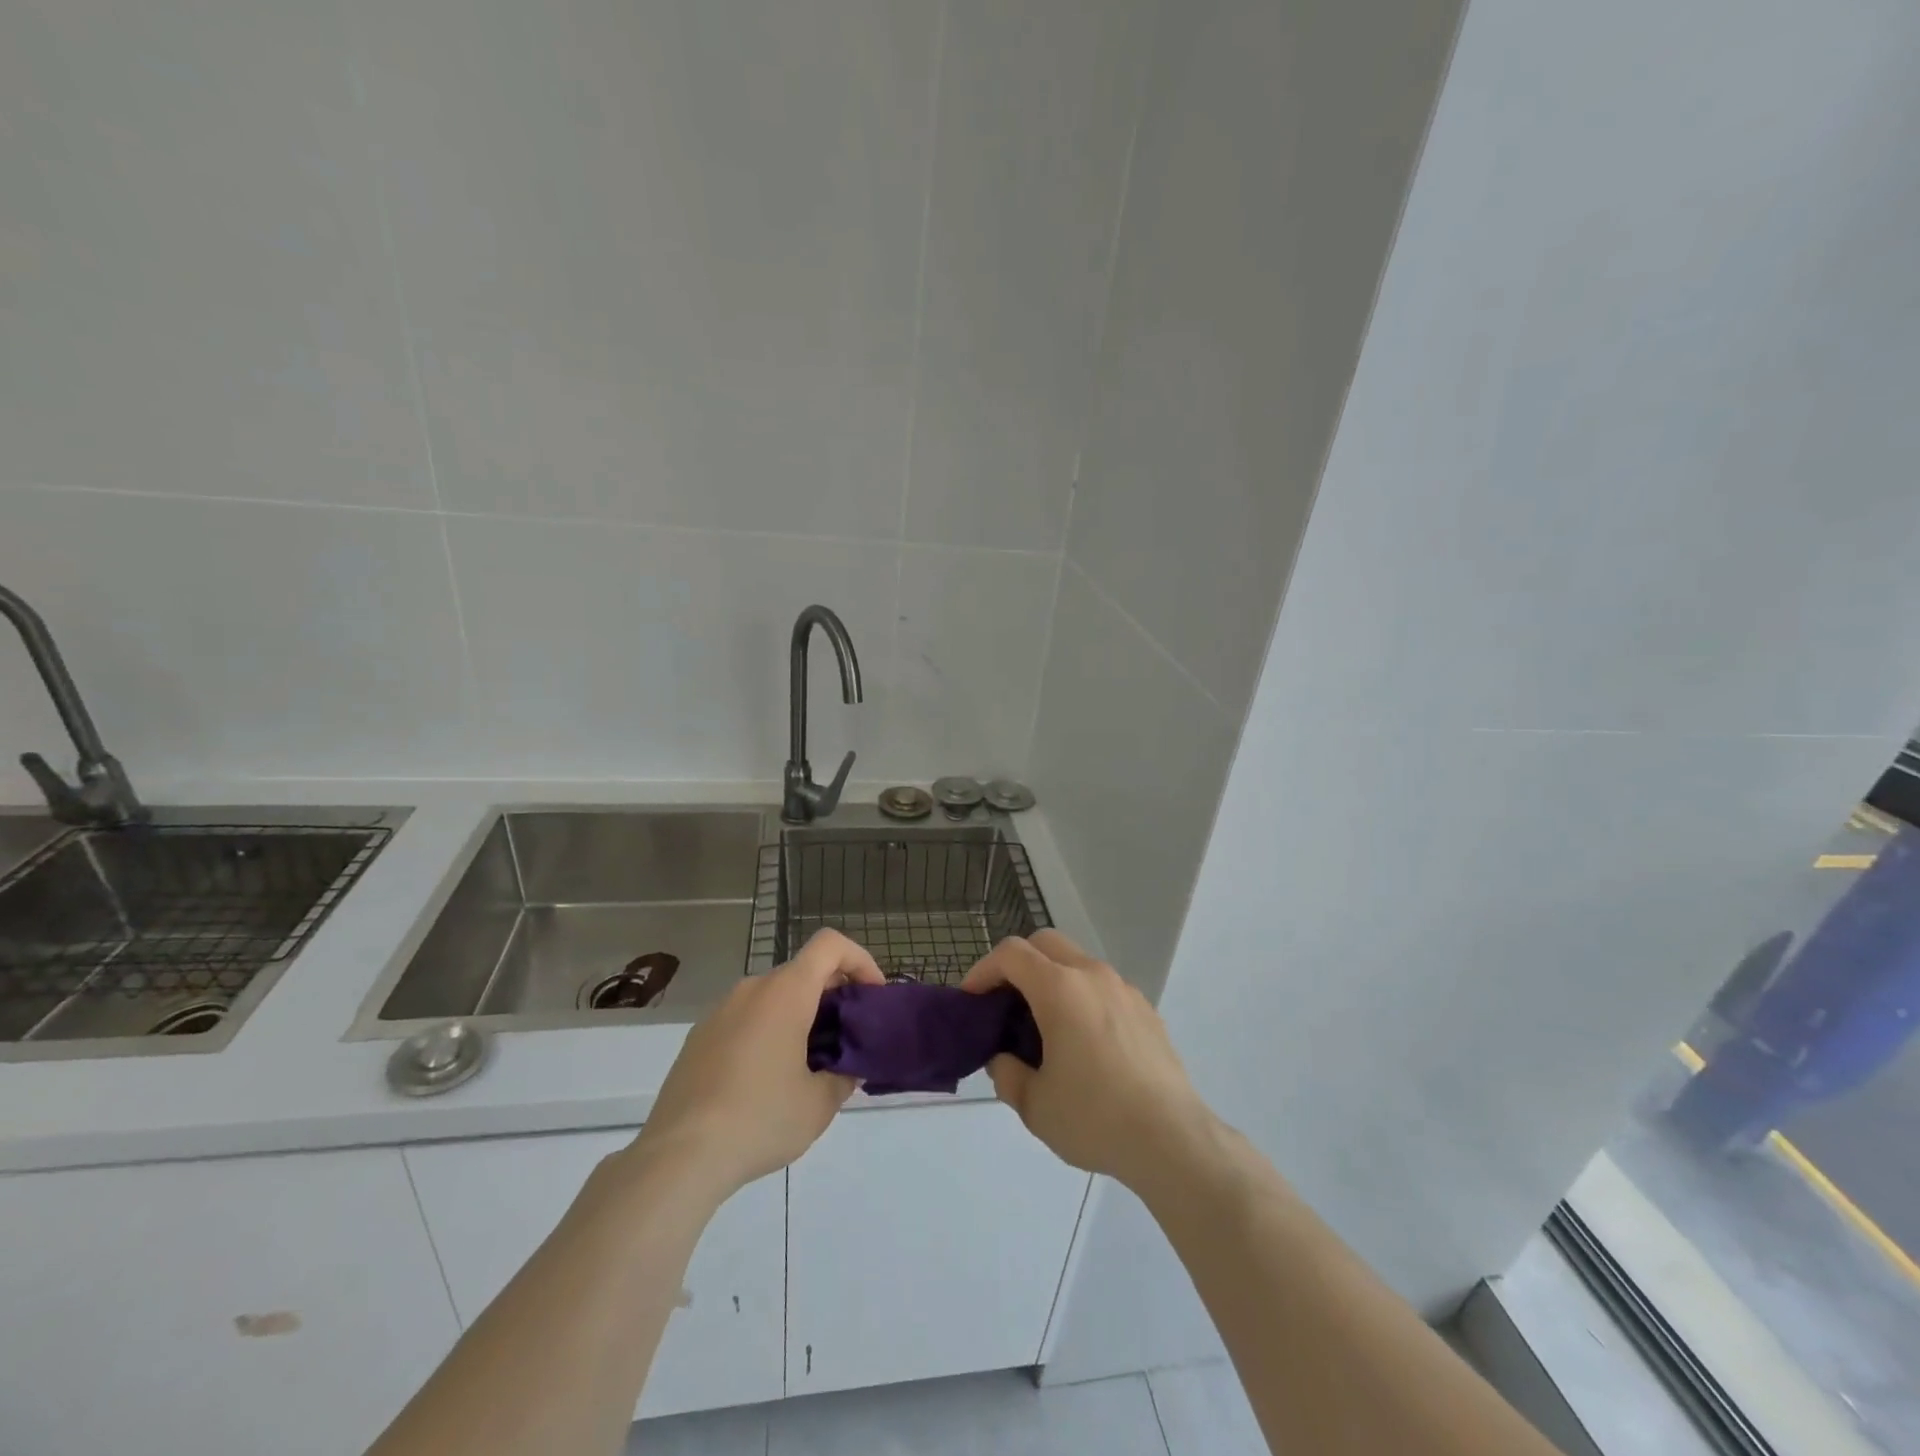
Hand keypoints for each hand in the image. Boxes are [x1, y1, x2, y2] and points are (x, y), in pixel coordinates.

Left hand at [632, 928, 884, 1201]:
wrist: (678, 1157)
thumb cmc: (760, 1119)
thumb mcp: (819, 1105)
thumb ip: (844, 1076)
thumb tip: (847, 1067)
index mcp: (785, 992)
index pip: (830, 945)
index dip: (860, 960)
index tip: (871, 998)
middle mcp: (752, 989)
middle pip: (803, 971)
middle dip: (833, 996)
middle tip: (847, 1039)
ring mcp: (720, 1011)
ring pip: (773, 996)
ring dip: (800, 1015)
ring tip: (809, 1065)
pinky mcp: (699, 1038)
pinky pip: (746, 1018)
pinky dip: (768, 1031)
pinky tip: (767, 1081)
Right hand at [961, 930, 1214, 1191]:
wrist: (1172, 1139)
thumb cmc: (1095, 1118)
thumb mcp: (1034, 1105)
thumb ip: (1007, 1074)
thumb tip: (1004, 1059)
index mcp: (1060, 989)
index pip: (1011, 954)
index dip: (984, 969)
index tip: (972, 999)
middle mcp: (1092, 975)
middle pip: (1045, 943)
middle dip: (1017, 963)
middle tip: (1003, 1002)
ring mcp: (1123, 989)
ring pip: (1077, 961)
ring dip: (1051, 978)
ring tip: (1043, 1025)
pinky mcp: (1145, 1009)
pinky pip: (1102, 986)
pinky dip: (1081, 996)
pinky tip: (1083, 1041)